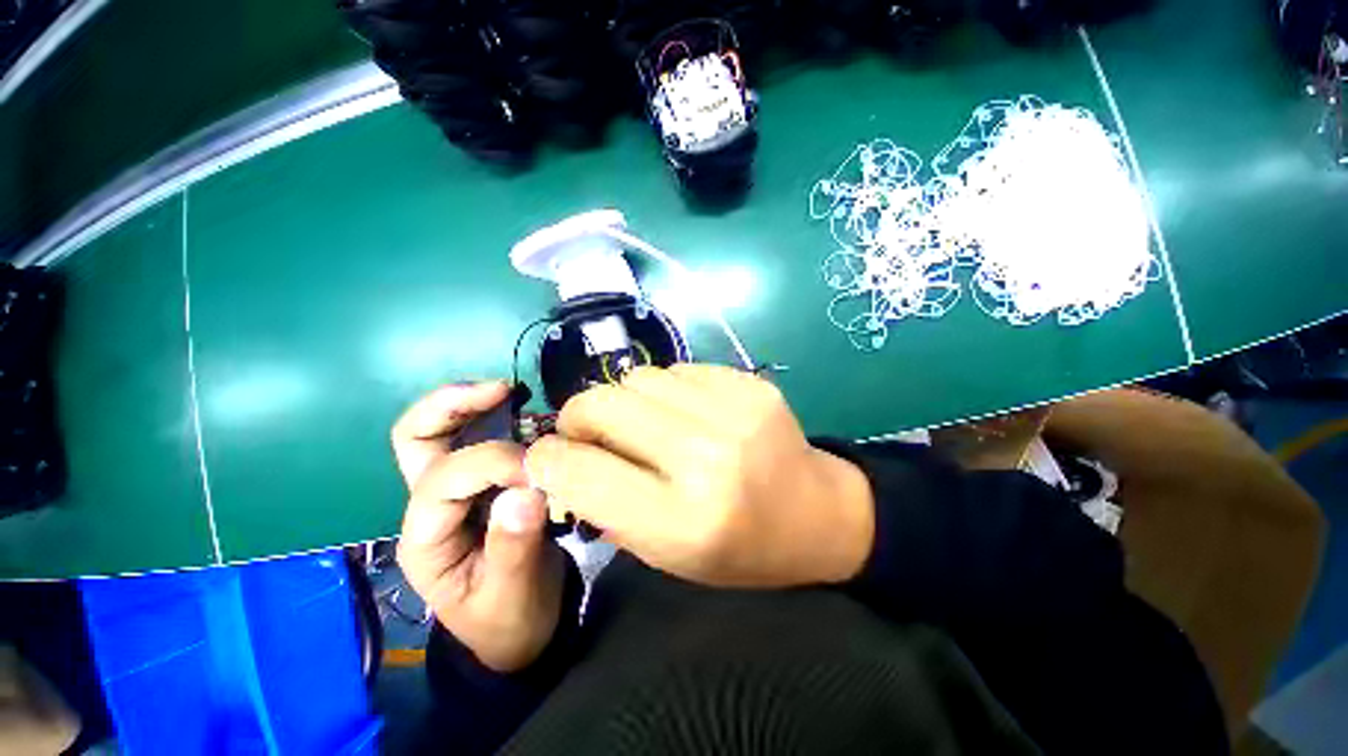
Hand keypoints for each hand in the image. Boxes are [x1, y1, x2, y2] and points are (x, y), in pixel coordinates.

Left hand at [392, 382, 565, 672]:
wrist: (519, 630)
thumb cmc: (510, 620)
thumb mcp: (511, 596)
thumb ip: (515, 547)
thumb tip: (526, 490)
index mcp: (426, 540)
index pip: (445, 481)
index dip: (493, 463)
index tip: (540, 469)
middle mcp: (430, 508)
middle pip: (415, 441)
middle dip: (451, 406)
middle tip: (502, 390)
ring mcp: (453, 493)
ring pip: (440, 433)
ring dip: (471, 405)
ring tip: (511, 393)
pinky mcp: (480, 486)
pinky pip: (476, 440)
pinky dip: (495, 417)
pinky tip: (523, 412)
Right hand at [525, 364, 874, 587]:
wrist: (816, 513)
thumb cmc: (740, 548)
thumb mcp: (666, 555)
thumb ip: (605, 508)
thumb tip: (560, 461)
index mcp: (681, 519)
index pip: (580, 471)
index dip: (548, 459)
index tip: (547, 456)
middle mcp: (705, 457)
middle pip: (603, 405)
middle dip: (577, 417)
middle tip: (587, 433)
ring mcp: (733, 411)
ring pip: (637, 377)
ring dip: (623, 400)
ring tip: (640, 422)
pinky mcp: (749, 383)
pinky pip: (678, 369)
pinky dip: (665, 389)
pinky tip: (682, 411)